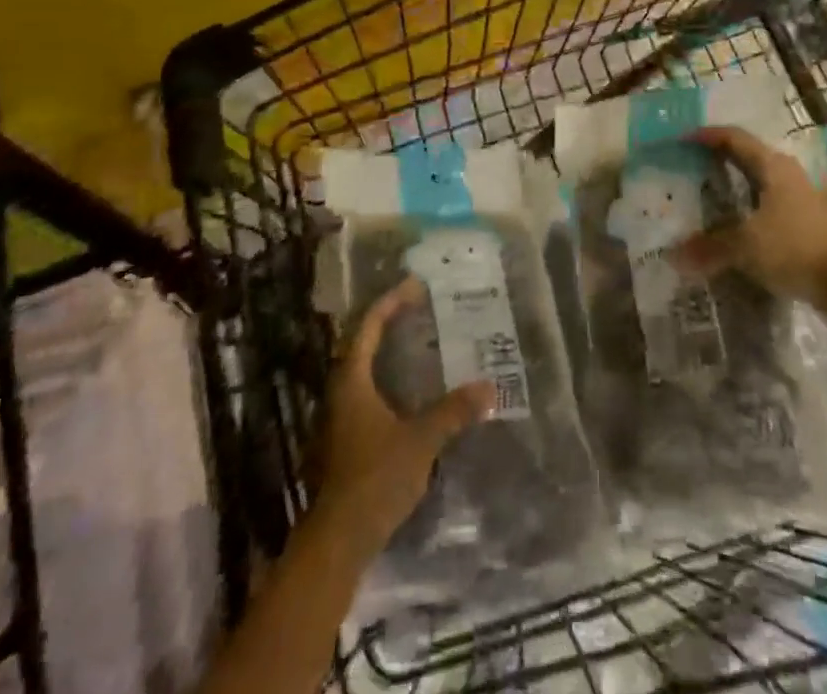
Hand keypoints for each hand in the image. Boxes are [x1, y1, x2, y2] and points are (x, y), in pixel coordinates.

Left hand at [309, 277, 493, 557]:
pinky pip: (365, 390)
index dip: (391, 302)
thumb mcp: (420, 441)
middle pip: (361, 343)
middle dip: (388, 322)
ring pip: (361, 368)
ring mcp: (338, 416)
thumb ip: (453, 411)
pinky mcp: (344, 439)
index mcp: (351, 380)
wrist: (338, 540)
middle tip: (419, 309)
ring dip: (386, 350)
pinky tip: (409, 390)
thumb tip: (488, 387)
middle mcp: (340, 390)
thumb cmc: (375, 478)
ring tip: (417, 342)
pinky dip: (386, 377)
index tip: (415, 286)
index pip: (369, 326)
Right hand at [674, 124, 826, 305]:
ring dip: (734, 185)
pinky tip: (734, 225)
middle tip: (689, 166)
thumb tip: (675, 256)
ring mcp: (799, 197)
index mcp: (771, 166)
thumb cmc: (795, 248)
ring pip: (758, 181)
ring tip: (706, 195)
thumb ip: (710, 247)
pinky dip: (746, 208)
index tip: (681, 139)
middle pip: (746, 156)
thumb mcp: (746, 246)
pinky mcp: (806, 221)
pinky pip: (767, 204)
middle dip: (718, 158)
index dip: (706, 135)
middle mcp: (786, 173)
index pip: (733, 137)